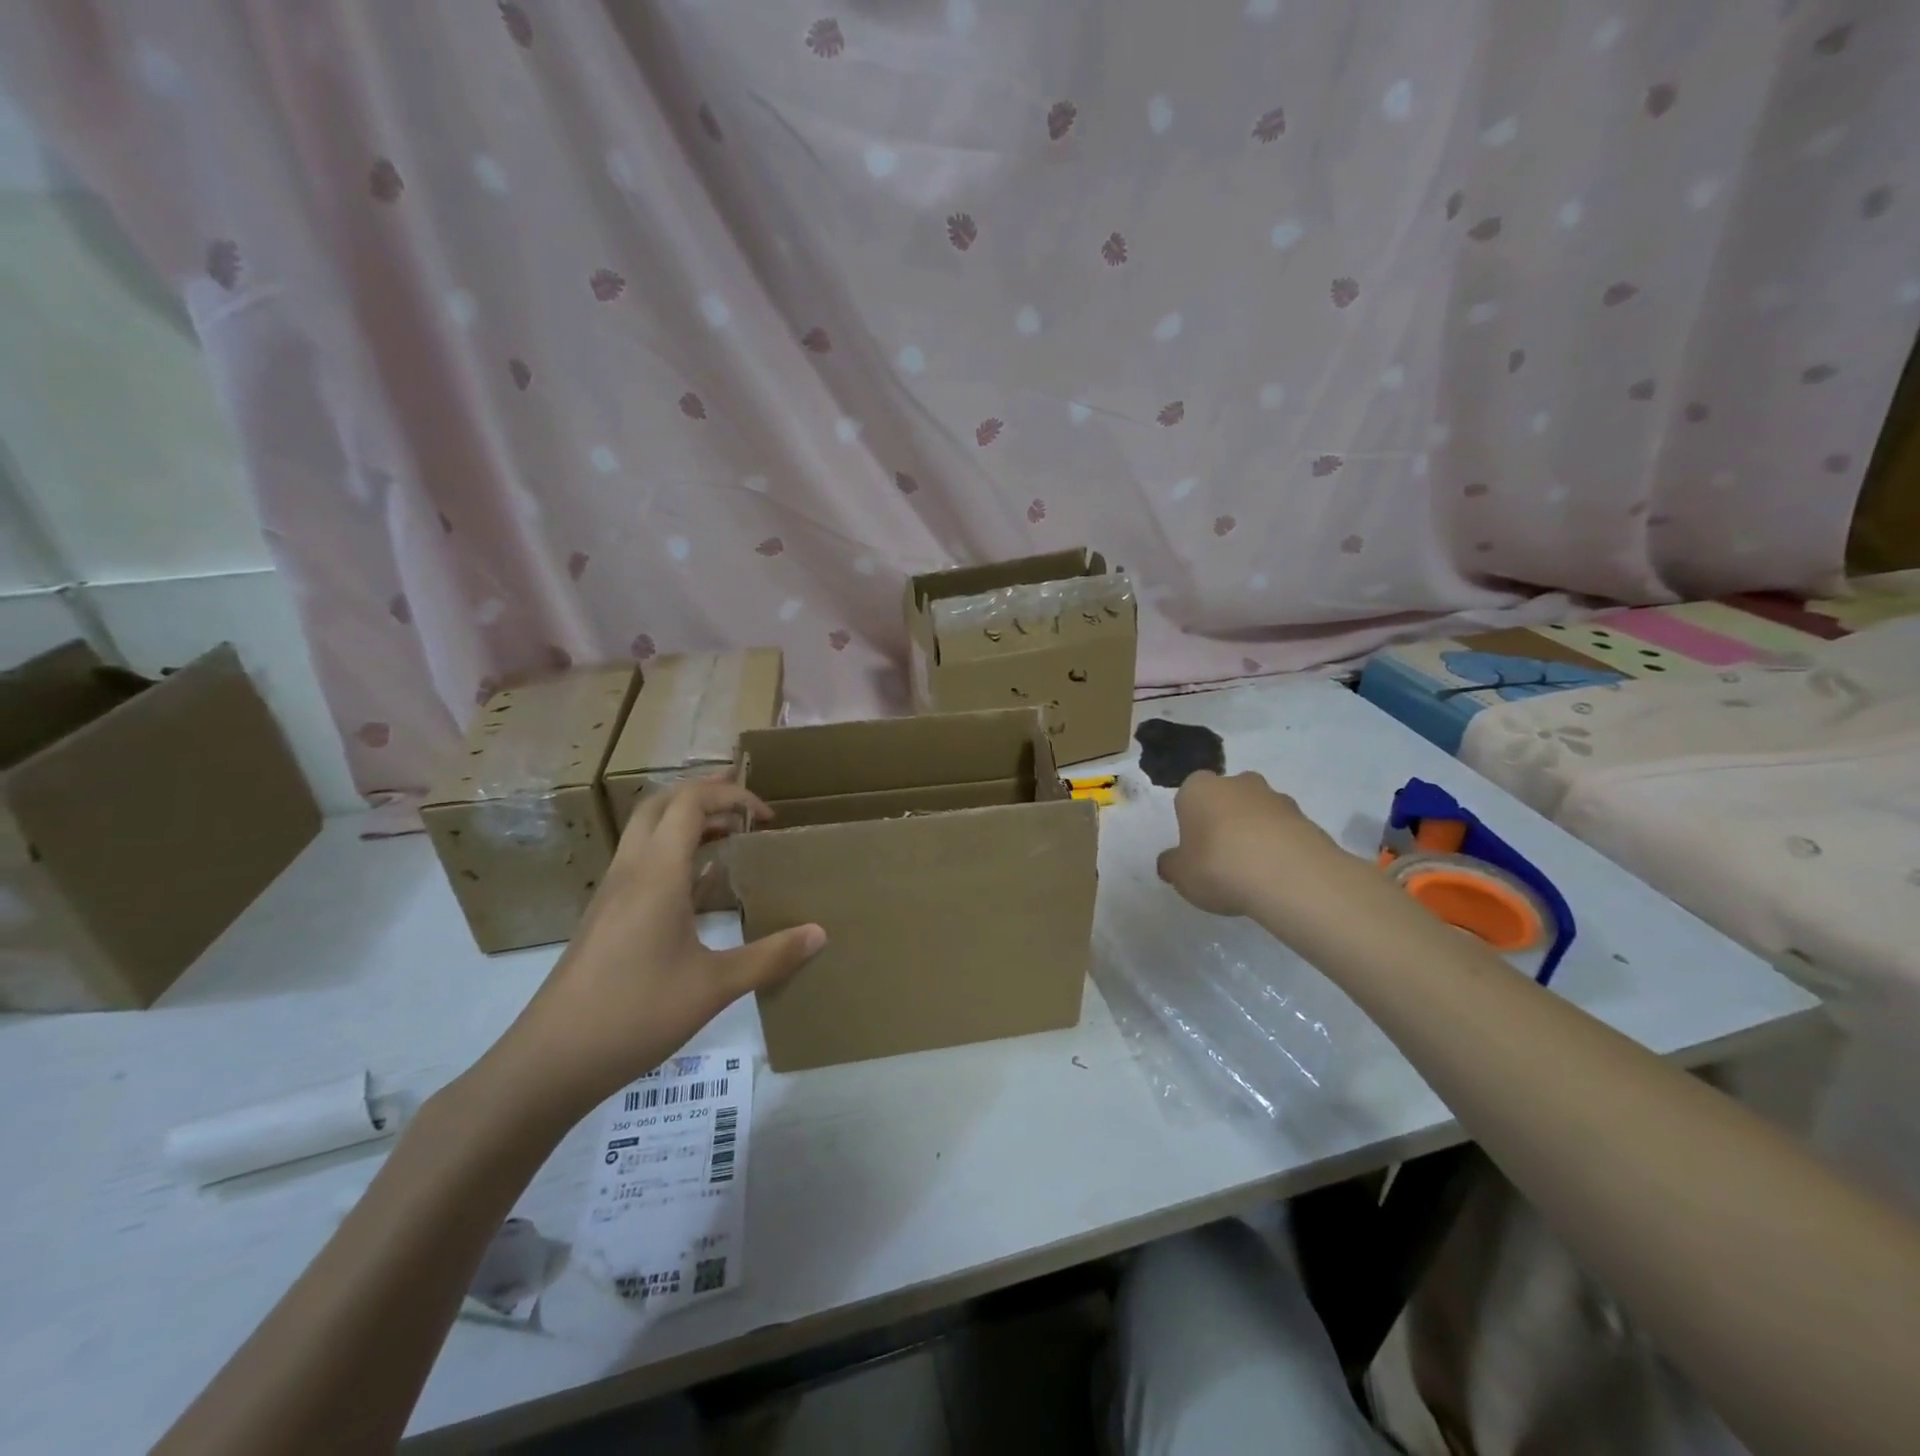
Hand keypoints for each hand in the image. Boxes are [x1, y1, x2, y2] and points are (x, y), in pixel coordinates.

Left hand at [487, 780, 824, 1120]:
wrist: (549, 1062)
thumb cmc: (636, 1014)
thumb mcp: (714, 987)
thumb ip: (771, 957)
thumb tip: (820, 933)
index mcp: (657, 874)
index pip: (690, 802)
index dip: (731, 795)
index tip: (767, 816)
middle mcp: (630, 871)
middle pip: (661, 803)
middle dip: (704, 793)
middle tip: (745, 806)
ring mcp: (612, 894)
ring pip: (646, 831)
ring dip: (686, 821)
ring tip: (728, 835)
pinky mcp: (604, 917)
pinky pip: (641, 861)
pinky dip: (673, 851)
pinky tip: (698, 884)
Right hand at [1155, 770, 1346, 918]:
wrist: (1290, 876)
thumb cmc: (1219, 866)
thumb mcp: (1181, 875)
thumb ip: (1172, 865)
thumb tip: (1170, 862)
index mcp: (1199, 788)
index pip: (1189, 796)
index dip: (1191, 822)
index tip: (1194, 849)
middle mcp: (1237, 783)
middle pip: (1226, 798)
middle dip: (1224, 820)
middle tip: (1222, 857)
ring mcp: (1276, 797)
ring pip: (1258, 813)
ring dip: (1255, 833)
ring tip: (1254, 873)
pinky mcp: (1306, 818)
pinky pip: (1284, 831)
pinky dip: (1280, 848)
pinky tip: (1277, 876)